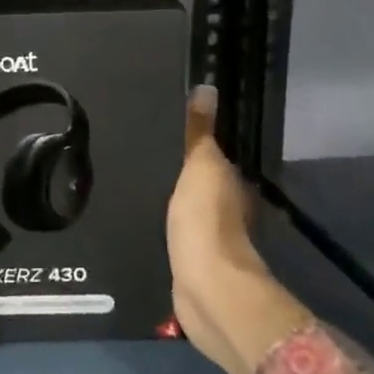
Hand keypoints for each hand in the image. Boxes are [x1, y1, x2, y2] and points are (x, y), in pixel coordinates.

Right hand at [166, 86, 271, 373]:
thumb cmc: (205, 218)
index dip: (198, 140)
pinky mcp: (192, 260)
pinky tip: (147, 215)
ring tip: (142, 178)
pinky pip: (177, 230)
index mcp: (231, 183)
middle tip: (148, 150)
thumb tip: (207, 88)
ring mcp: (210, 237)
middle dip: (182, 169)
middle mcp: (227, 208)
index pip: (215, 153)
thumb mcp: (201, 164)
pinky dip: (169, 222)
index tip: (171, 124)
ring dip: (175, 197)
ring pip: (190, 206)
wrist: (204, 285)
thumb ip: (201, 131)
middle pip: (203, 181)